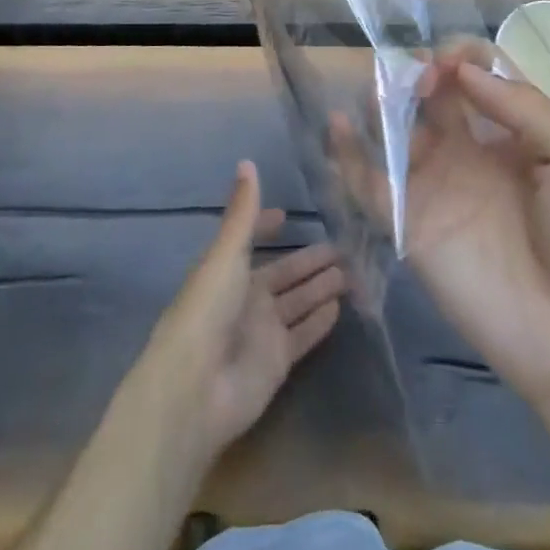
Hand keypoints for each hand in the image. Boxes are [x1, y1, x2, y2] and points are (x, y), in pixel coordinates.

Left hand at [144, 161, 345, 462]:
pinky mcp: (277, 361)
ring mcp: (262, 331)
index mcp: (227, 269)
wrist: (195, 388)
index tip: (289, 214)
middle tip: (345, 245)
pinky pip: (304, 335)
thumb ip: (243, 212)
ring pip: (298, 301)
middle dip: (309, 260)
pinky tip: (341, 306)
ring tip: (353, 270)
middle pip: (284, 273)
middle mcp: (245, 297)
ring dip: (320, 286)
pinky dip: (320, 321)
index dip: (267, 226)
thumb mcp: (226, 253)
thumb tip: (247, 161)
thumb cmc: (207, 309)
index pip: (250, 240)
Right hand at [353, 45, 549, 409]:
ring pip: (397, 129)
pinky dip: (348, 153)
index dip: (464, 58)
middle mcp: (471, 150)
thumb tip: (464, 70)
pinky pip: (370, 183)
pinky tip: (338, 125)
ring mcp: (437, 186)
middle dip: (422, 71)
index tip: (453, 63)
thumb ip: (526, 108)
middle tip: (420, 76)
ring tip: (380, 93)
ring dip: (382, 101)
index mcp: (516, 132)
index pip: (480, 75)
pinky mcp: (410, 224)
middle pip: (433, 93)